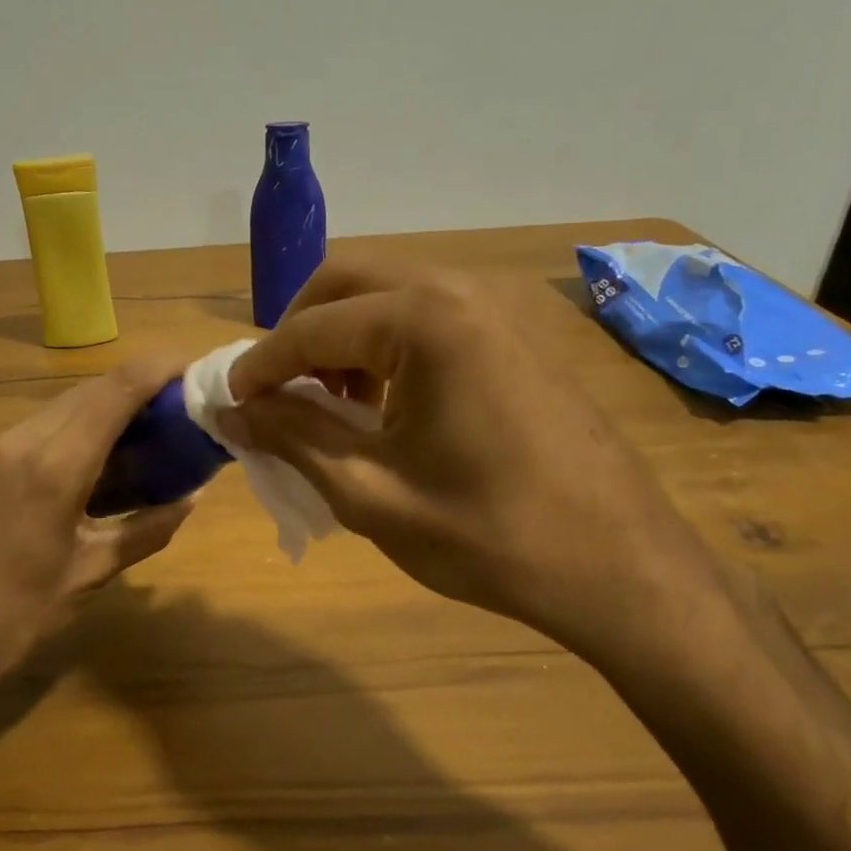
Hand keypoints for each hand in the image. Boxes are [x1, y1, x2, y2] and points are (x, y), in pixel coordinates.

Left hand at [0, 357, 194, 698]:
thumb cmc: (15, 616)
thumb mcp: (90, 573)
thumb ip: (146, 529)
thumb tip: (190, 500)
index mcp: (55, 466)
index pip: (116, 391)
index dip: (157, 369)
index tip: (191, 369)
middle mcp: (21, 441)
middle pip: (89, 391)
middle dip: (136, 388)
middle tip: (174, 408)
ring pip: (59, 407)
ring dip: (102, 410)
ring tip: (138, 437)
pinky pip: (34, 430)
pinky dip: (71, 431)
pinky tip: (87, 465)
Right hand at [223, 261, 732, 670]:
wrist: (621, 569)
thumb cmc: (488, 536)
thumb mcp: (369, 492)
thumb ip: (291, 436)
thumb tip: (229, 409)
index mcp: (424, 320)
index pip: (310, 327)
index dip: (260, 365)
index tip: (229, 402)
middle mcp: (460, 289)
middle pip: (347, 281)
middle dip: (299, 331)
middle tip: (277, 392)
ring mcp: (498, 305)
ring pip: (389, 292)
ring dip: (343, 335)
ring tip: (332, 404)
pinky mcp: (517, 332)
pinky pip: (430, 314)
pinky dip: (388, 343)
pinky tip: (387, 404)